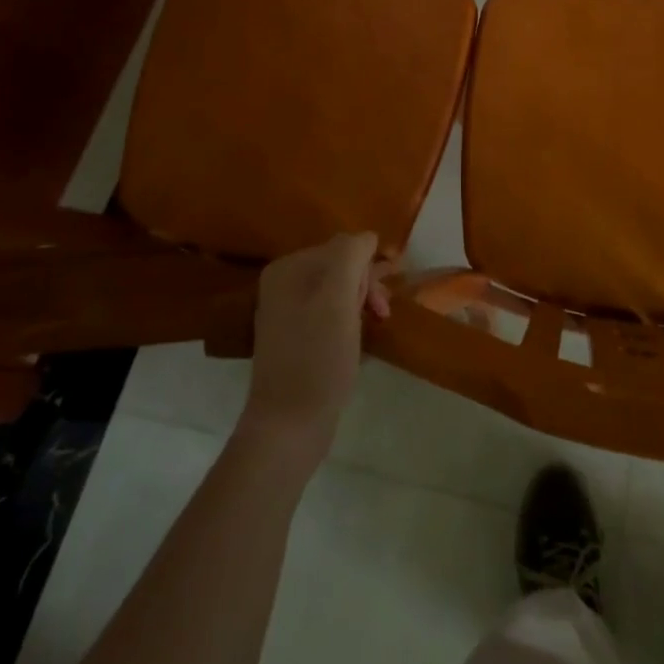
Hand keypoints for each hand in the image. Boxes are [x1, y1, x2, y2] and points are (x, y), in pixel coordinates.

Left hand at [238, 232, 395, 469]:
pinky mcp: (295, 338)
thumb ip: (350, 255)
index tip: (380, 302)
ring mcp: (287, 312)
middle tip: (380, 315)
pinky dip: (349, 320)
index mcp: (288, 268)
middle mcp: (283, 284)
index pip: (343, 247)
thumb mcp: (338, 298)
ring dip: (360, 302)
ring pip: (338, 290)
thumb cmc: (317, 358)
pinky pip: (330, 313)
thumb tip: (367, 237)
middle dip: (365, 286)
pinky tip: (357, 339)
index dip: (367, 271)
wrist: (289, 425)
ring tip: (374, 326)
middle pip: (340, 267)